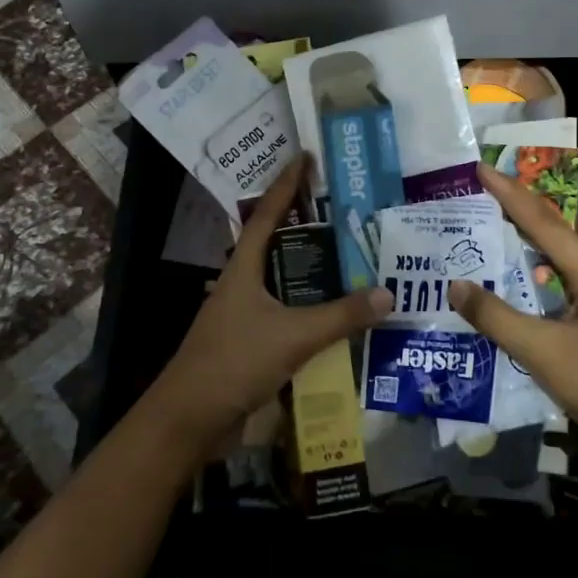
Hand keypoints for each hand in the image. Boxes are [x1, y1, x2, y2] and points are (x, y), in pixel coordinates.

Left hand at [145, 156, 392, 456]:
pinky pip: (285, 312)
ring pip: (282, 280)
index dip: (286, 185)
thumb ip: (341, 316)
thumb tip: (388, 294)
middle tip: (342, 209)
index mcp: (243, 268)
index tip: (304, 158)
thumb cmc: (234, 361)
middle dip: (304, 225)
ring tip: (348, 257)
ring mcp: (243, 314)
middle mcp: (241, 283)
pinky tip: (334, 315)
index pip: (267, 214)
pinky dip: (309, 307)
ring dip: (310, 270)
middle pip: (275, 243)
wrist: (189, 419)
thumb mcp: (292, 336)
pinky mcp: (249, 342)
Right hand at [450, 160, 577, 467]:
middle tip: (500, 200)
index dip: (510, 194)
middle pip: (572, 226)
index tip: (481, 168)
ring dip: (548, 235)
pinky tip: (528, 285)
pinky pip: (573, 277)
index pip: (544, 223)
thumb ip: (496, 317)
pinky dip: (550, 266)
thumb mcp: (542, 352)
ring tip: (511, 234)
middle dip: (537, 206)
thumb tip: (454, 284)